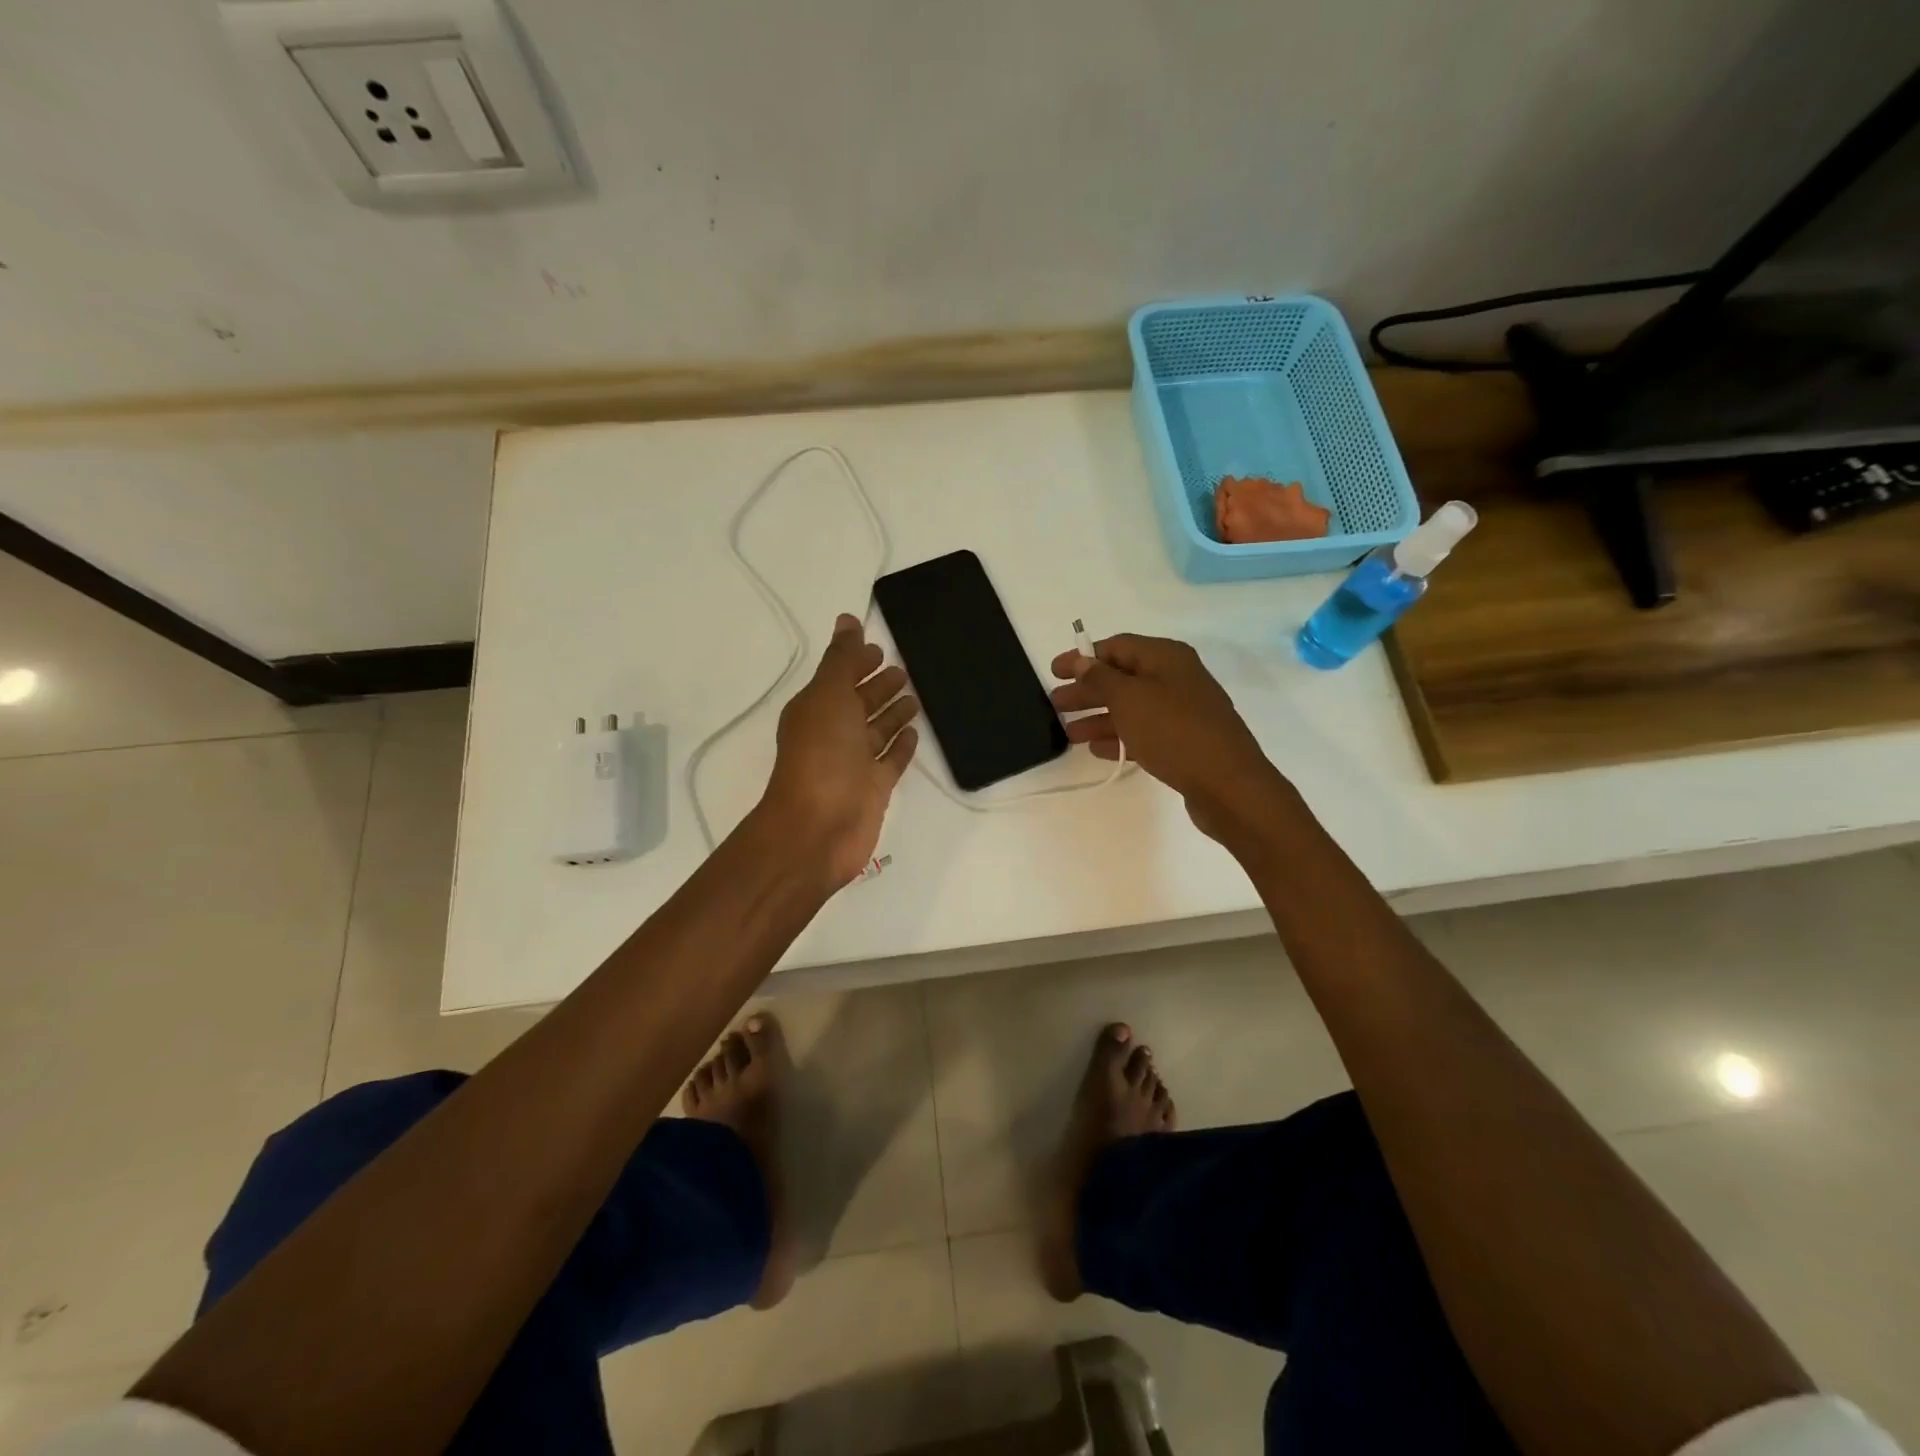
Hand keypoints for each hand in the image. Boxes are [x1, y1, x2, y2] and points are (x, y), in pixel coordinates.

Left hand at [759, 614, 919, 887]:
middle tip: (903, 670)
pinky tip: (915, 733)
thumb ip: (841, 659)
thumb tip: (846, 619)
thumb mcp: (828, 696)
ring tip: (915, 696)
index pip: (839, 677)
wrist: (819, 828)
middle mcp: (833, 734)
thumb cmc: (821, 755)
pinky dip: (901, 745)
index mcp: (816, 709)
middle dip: (877, 685)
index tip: (879, 648)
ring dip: (893, 713)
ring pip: (877, 730)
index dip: (856, 662)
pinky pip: (891, 760)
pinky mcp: (874, 788)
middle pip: (858, 703)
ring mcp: (854, 763)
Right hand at [1049, 633, 1283, 843]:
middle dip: (1087, 690)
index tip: (1053, 672)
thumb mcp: (1129, 699)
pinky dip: (1119, 738)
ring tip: (1068, 733)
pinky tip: (1096, 749)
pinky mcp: (1184, 742)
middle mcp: (1176, 678)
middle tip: (1055, 704)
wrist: (1227, 784)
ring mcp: (1182, 712)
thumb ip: (1101, 678)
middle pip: (1122, 678)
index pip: (1117, 647)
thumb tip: (1082, 661)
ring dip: (1099, 717)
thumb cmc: (1174, 731)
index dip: (1083, 657)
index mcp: (1166, 657)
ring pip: (1131, 708)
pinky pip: (1144, 733)